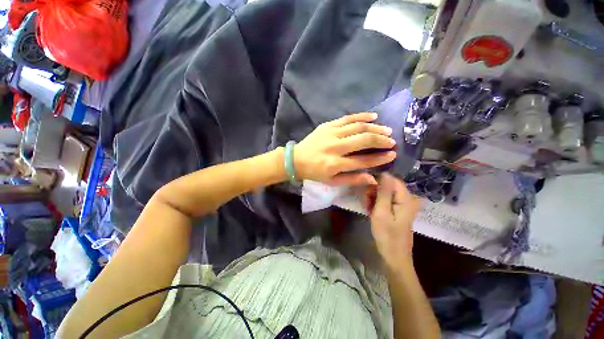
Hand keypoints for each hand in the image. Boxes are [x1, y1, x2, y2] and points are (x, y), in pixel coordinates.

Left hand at [294, 112, 396, 185]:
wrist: (296, 159)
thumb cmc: (314, 172)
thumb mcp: (332, 181)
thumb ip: (352, 180)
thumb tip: (373, 179)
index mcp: (335, 164)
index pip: (363, 161)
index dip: (380, 158)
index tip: (392, 154)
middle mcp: (335, 147)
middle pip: (363, 140)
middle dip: (381, 140)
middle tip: (392, 141)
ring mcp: (331, 134)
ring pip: (358, 127)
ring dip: (375, 128)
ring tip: (386, 130)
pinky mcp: (327, 125)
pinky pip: (348, 118)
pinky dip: (362, 116)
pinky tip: (373, 116)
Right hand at [369, 173, 421, 268]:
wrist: (394, 256)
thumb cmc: (387, 235)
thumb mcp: (382, 212)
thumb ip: (383, 192)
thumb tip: (385, 173)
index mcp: (406, 198)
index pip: (391, 178)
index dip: (377, 181)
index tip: (366, 189)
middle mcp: (407, 198)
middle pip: (387, 185)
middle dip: (374, 191)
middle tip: (366, 202)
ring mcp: (403, 204)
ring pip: (384, 192)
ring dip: (373, 197)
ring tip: (367, 208)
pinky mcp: (398, 209)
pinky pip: (385, 199)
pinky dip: (376, 203)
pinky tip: (371, 210)